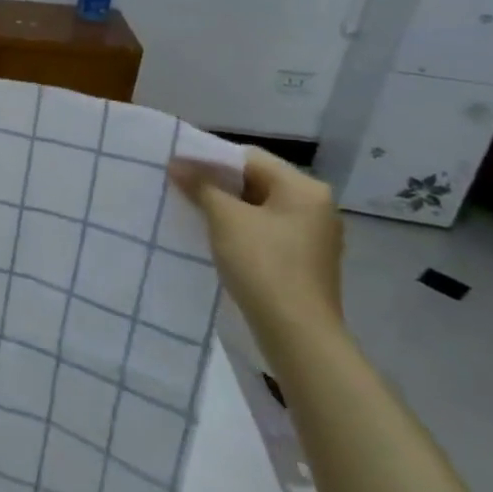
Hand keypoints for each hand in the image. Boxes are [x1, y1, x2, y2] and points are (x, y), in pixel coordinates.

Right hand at [168, 146, 345, 364]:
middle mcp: (315, 207)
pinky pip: (265, 232)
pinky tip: (213, 239)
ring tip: (189, 212)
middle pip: (256, 182)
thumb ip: (201, 186)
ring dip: (225, 208)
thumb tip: (176, 162)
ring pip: (258, 208)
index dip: (210, 159)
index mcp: (305, 189)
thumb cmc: (263, 265)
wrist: (297, 333)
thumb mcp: (225, 219)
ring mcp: (312, 236)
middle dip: (216, 184)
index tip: (176, 167)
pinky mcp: (303, 261)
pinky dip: (239, 230)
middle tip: (178, 188)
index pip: (249, 158)